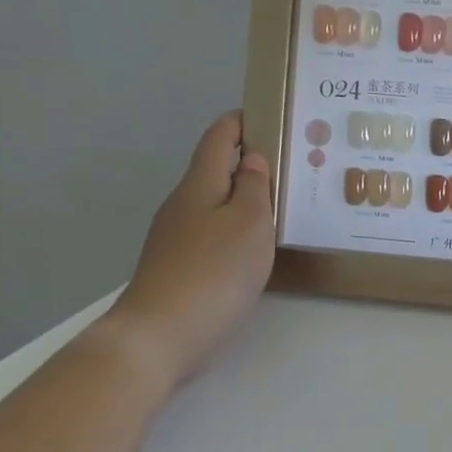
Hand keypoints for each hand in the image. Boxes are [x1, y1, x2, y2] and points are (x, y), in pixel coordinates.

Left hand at [99, 112, 275, 391]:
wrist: (159, 336)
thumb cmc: (213, 272)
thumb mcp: (248, 224)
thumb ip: (253, 188)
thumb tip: (251, 160)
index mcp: (199, 185)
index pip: (218, 138)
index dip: (242, 121)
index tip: (272, 115)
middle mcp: (183, 204)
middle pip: (216, 170)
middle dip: (250, 162)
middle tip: (293, 167)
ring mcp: (177, 237)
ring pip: (216, 204)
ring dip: (245, 198)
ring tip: (283, 206)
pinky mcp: (179, 266)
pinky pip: (213, 233)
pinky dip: (236, 228)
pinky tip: (256, 247)